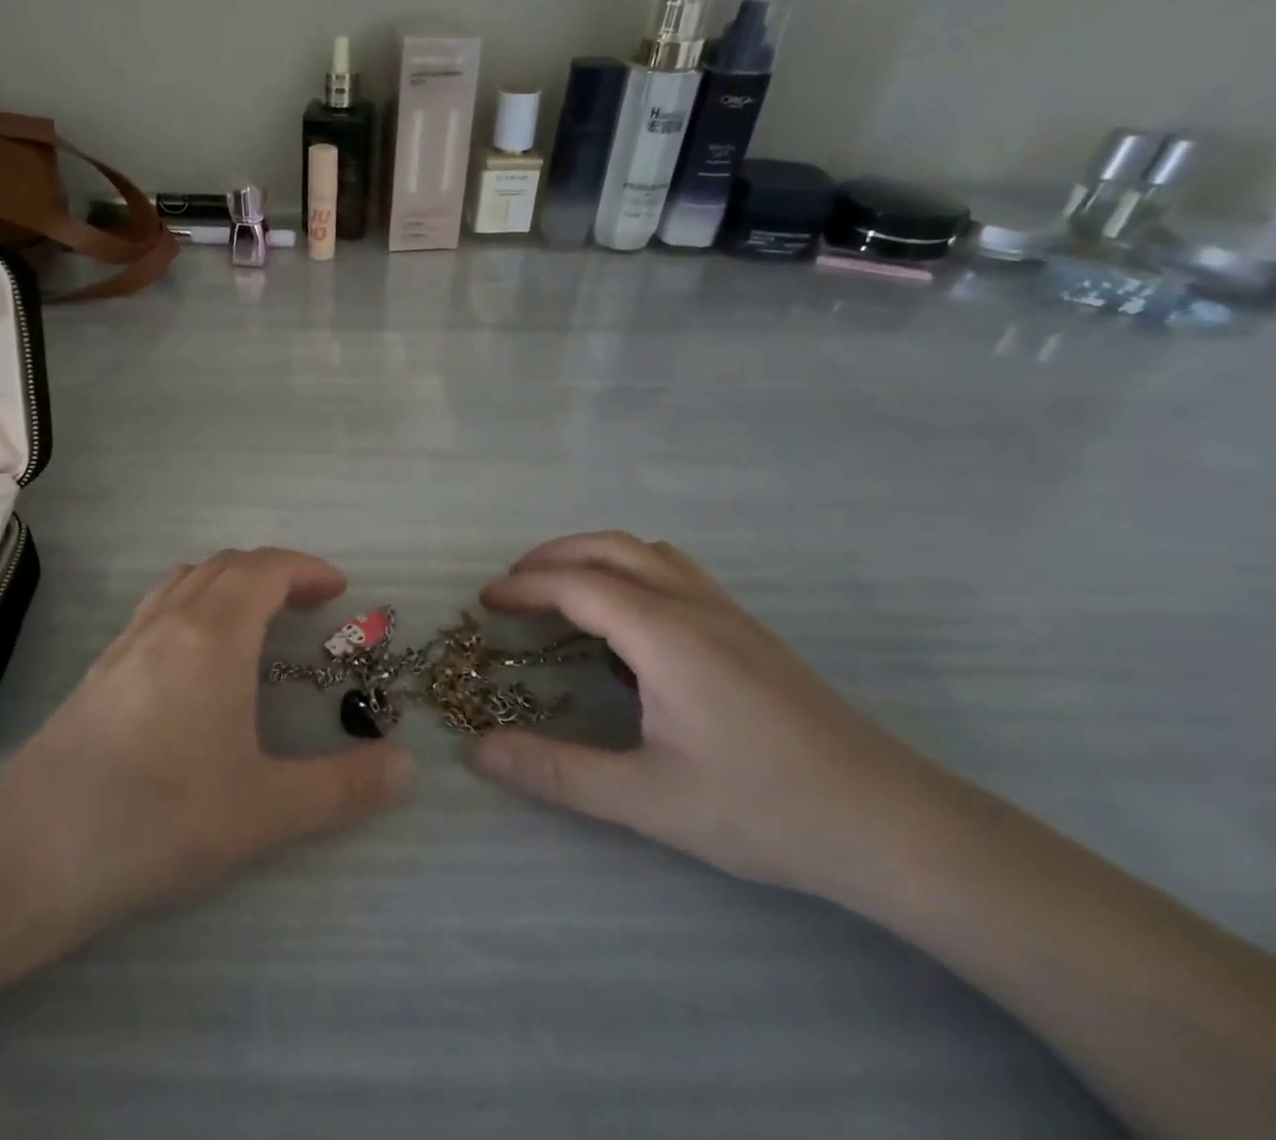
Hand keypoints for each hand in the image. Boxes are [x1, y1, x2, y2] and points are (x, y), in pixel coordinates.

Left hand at [0, 548, 416, 946]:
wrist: (29, 853)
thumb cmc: (157, 820)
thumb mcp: (264, 811)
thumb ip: (342, 788)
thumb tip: (407, 768)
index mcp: (213, 635)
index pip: (266, 569)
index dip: (307, 568)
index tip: (338, 590)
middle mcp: (169, 622)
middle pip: (227, 565)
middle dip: (275, 572)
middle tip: (309, 606)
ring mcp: (127, 641)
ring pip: (186, 580)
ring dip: (230, 583)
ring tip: (257, 621)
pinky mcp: (100, 669)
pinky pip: (158, 607)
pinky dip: (194, 604)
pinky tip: (197, 660)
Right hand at [472, 531, 924, 893]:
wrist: (893, 824)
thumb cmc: (764, 808)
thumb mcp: (649, 801)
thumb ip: (558, 773)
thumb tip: (480, 751)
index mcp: (665, 634)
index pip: (577, 585)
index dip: (525, 586)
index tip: (485, 601)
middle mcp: (694, 605)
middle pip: (611, 548)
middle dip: (553, 556)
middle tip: (514, 586)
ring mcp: (728, 613)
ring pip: (648, 553)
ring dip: (595, 556)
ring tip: (563, 591)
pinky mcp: (750, 630)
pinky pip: (675, 572)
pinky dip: (631, 571)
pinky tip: (630, 621)